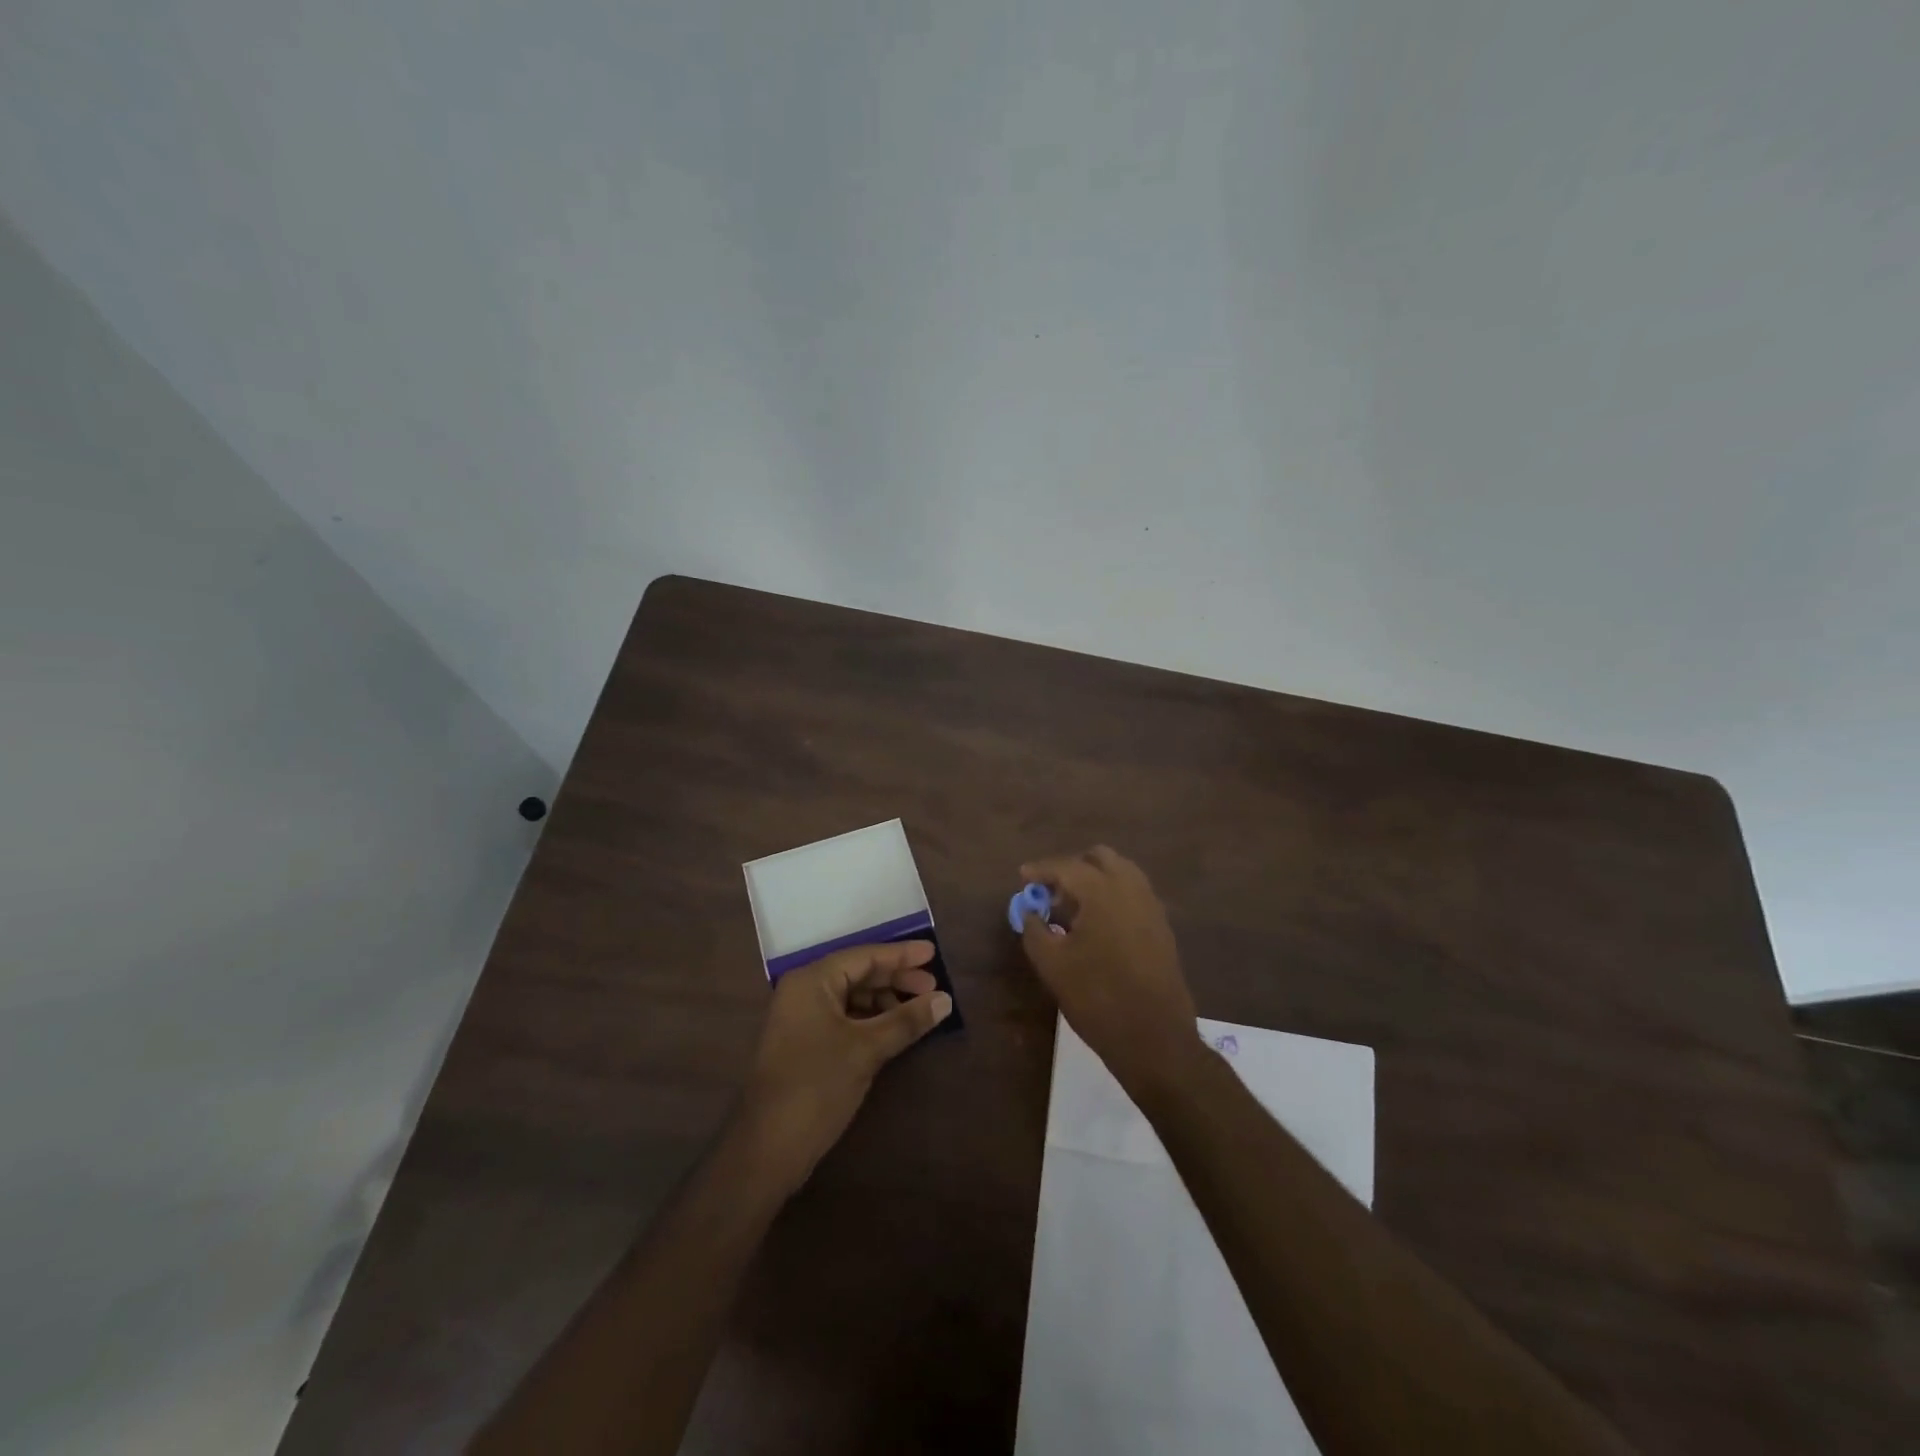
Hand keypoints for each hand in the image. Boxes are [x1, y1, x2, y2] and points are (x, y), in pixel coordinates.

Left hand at [738, 940, 952, 1192]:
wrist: (768, 1149)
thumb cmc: (817, 1086)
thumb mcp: (867, 1049)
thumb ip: (907, 1020)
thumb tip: (945, 1000)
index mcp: (812, 981)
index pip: (864, 956)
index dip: (901, 954)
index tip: (933, 953)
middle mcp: (804, 991)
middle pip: (858, 973)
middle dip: (896, 979)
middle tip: (934, 986)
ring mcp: (802, 1018)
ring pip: (852, 996)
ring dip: (886, 1001)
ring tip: (919, 1010)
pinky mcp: (806, 1043)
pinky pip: (845, 1017)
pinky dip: (872, 1019)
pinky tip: (895, 1029)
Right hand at [1019, 846, 1199, 1097]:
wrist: (1154, 1038)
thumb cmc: (1097, 998)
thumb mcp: (1052, 965)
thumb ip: (1035, 930)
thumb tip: (1030, 912)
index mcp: (1102, 891)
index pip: (1066, 867)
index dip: (1041, 870)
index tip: (1023, 877)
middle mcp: (1131, 889)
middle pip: (1099, 858)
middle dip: (1072, 868)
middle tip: (1050, 892)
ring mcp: (1151, 906)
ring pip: (1121, 873)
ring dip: (1095, 880)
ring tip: (1072, 908)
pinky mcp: (1162, 926)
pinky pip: (1134, 894)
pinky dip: (1112, 896)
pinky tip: (1096, 925)